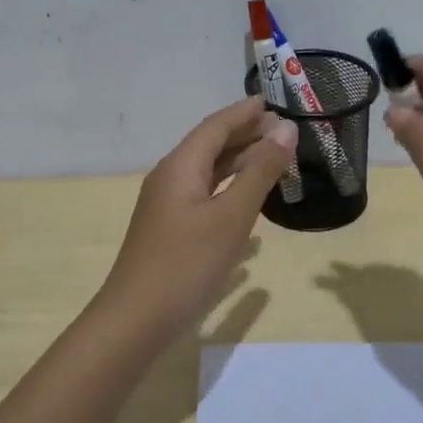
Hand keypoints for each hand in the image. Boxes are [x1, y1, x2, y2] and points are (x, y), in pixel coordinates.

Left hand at [97, 96, 297, 346]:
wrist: (136, 320)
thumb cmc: (187, 263)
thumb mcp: (232, 215)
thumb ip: (260, 171)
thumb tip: (286, 129)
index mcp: (180, 167)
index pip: (216, 126)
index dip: (245, 112)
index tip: (274, 102)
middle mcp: (170, 180)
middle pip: (210, 147)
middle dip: (245, 135)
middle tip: (282, 130)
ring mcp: (168, 208)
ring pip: (208, 175)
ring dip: (240, 165)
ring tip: (273, 161)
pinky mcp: (171, 234)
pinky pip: (205, 200)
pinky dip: (231, 194)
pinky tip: (251, 210)